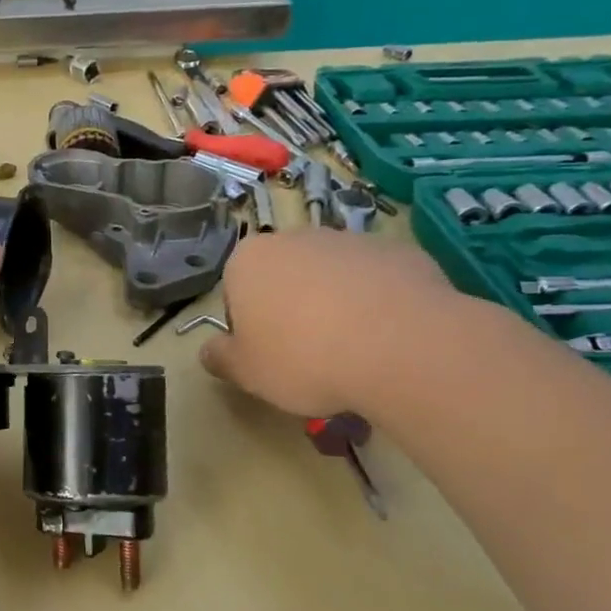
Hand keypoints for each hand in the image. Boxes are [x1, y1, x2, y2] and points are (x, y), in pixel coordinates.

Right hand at [199, 229, 465, 415]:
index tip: (268, 356)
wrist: (401, 346)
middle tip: (307, 356)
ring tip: (353, 352)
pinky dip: (377, 303)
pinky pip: (375, 281)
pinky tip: (387, 339)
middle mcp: (295, 238)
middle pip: (283, 277)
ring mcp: (350, 240)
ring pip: (331, 277)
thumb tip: (209, 352)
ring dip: (334, 305)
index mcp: (248, 261)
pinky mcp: (398, 251)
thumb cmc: (304, 358)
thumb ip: (220, 359)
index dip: (249, 327)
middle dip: (290, 309)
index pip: (235, 291)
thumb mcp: (246, 373)